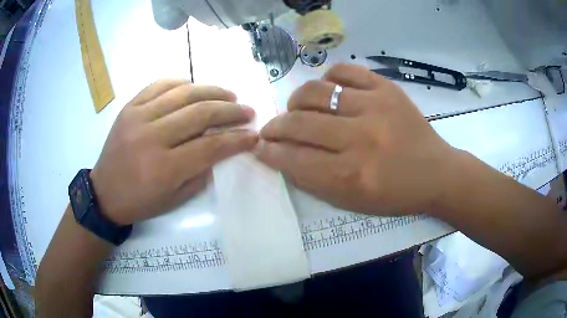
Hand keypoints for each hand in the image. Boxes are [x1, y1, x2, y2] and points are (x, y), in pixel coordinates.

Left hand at [90, 79, 256, 224]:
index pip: (210, 146)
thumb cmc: (140, 201)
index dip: (236, 139)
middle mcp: (152, 137)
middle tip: (247, 110)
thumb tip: (222, 149)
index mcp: (164, 168)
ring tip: (229, 94)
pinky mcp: (129, 107)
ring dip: (211, 91)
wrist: (104, 192)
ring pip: (183, 93)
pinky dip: (181, 82)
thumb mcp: (174, 200)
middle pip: (199, 114)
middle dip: (230, 110)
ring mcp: (138, 117)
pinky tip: (194, 86)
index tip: (253, 135)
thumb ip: (201, 174)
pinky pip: (159, 85)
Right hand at [254, 64, 456, 215]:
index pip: (294, 159)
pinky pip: (345, 71)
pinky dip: (328, 78)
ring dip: (296, 102)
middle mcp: (361, 140)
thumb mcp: (353, 201)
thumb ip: (314, 180)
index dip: (270, 152)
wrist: (436, 172)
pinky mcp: (387, 88)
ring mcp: (375, 107)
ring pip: (316, 92)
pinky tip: (328, 90)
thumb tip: (282, 154)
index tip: (260, 147)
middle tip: (272, 129)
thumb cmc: (395, 194)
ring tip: (297, 109)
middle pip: (299, 123)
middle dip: (275, 127)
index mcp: (351, 176)